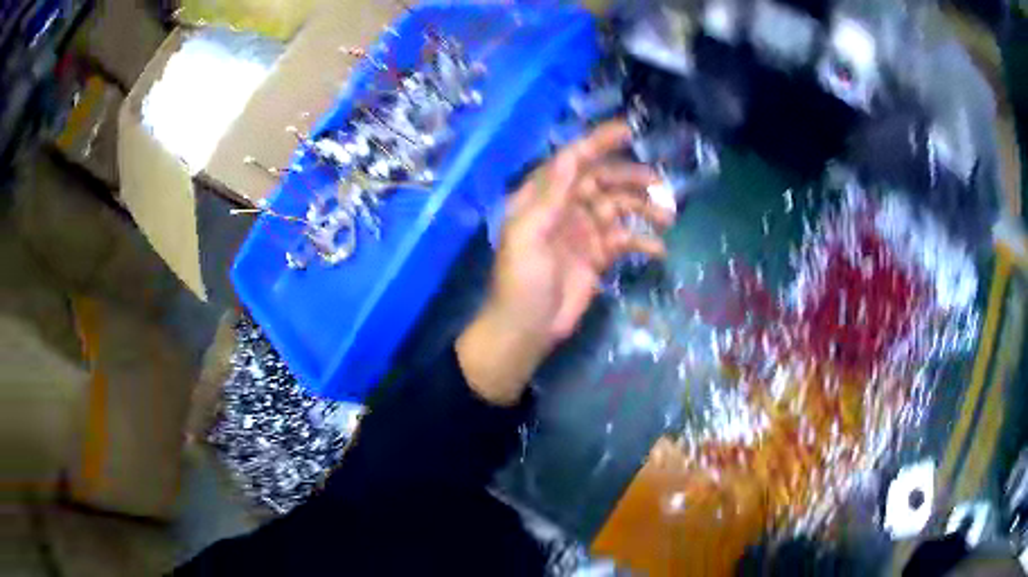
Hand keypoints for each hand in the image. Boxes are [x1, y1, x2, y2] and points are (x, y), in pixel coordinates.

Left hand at [456, 121, 673, 404]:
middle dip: (631, 179)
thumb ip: (550, 196)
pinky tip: (658, 249)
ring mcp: (583, 232)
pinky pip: (624, 240)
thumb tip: (569, 156)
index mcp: (542, 198)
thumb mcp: (527, 235)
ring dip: (643, 209)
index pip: (572, 161)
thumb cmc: (521, 281)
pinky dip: (642, 241)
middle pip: (602, 181)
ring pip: (618, 208)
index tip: (628, 131)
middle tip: (660, 185)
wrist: (526, 329)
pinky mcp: (597, 256)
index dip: (598, 143)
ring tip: (668, 217)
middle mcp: (564, 208)